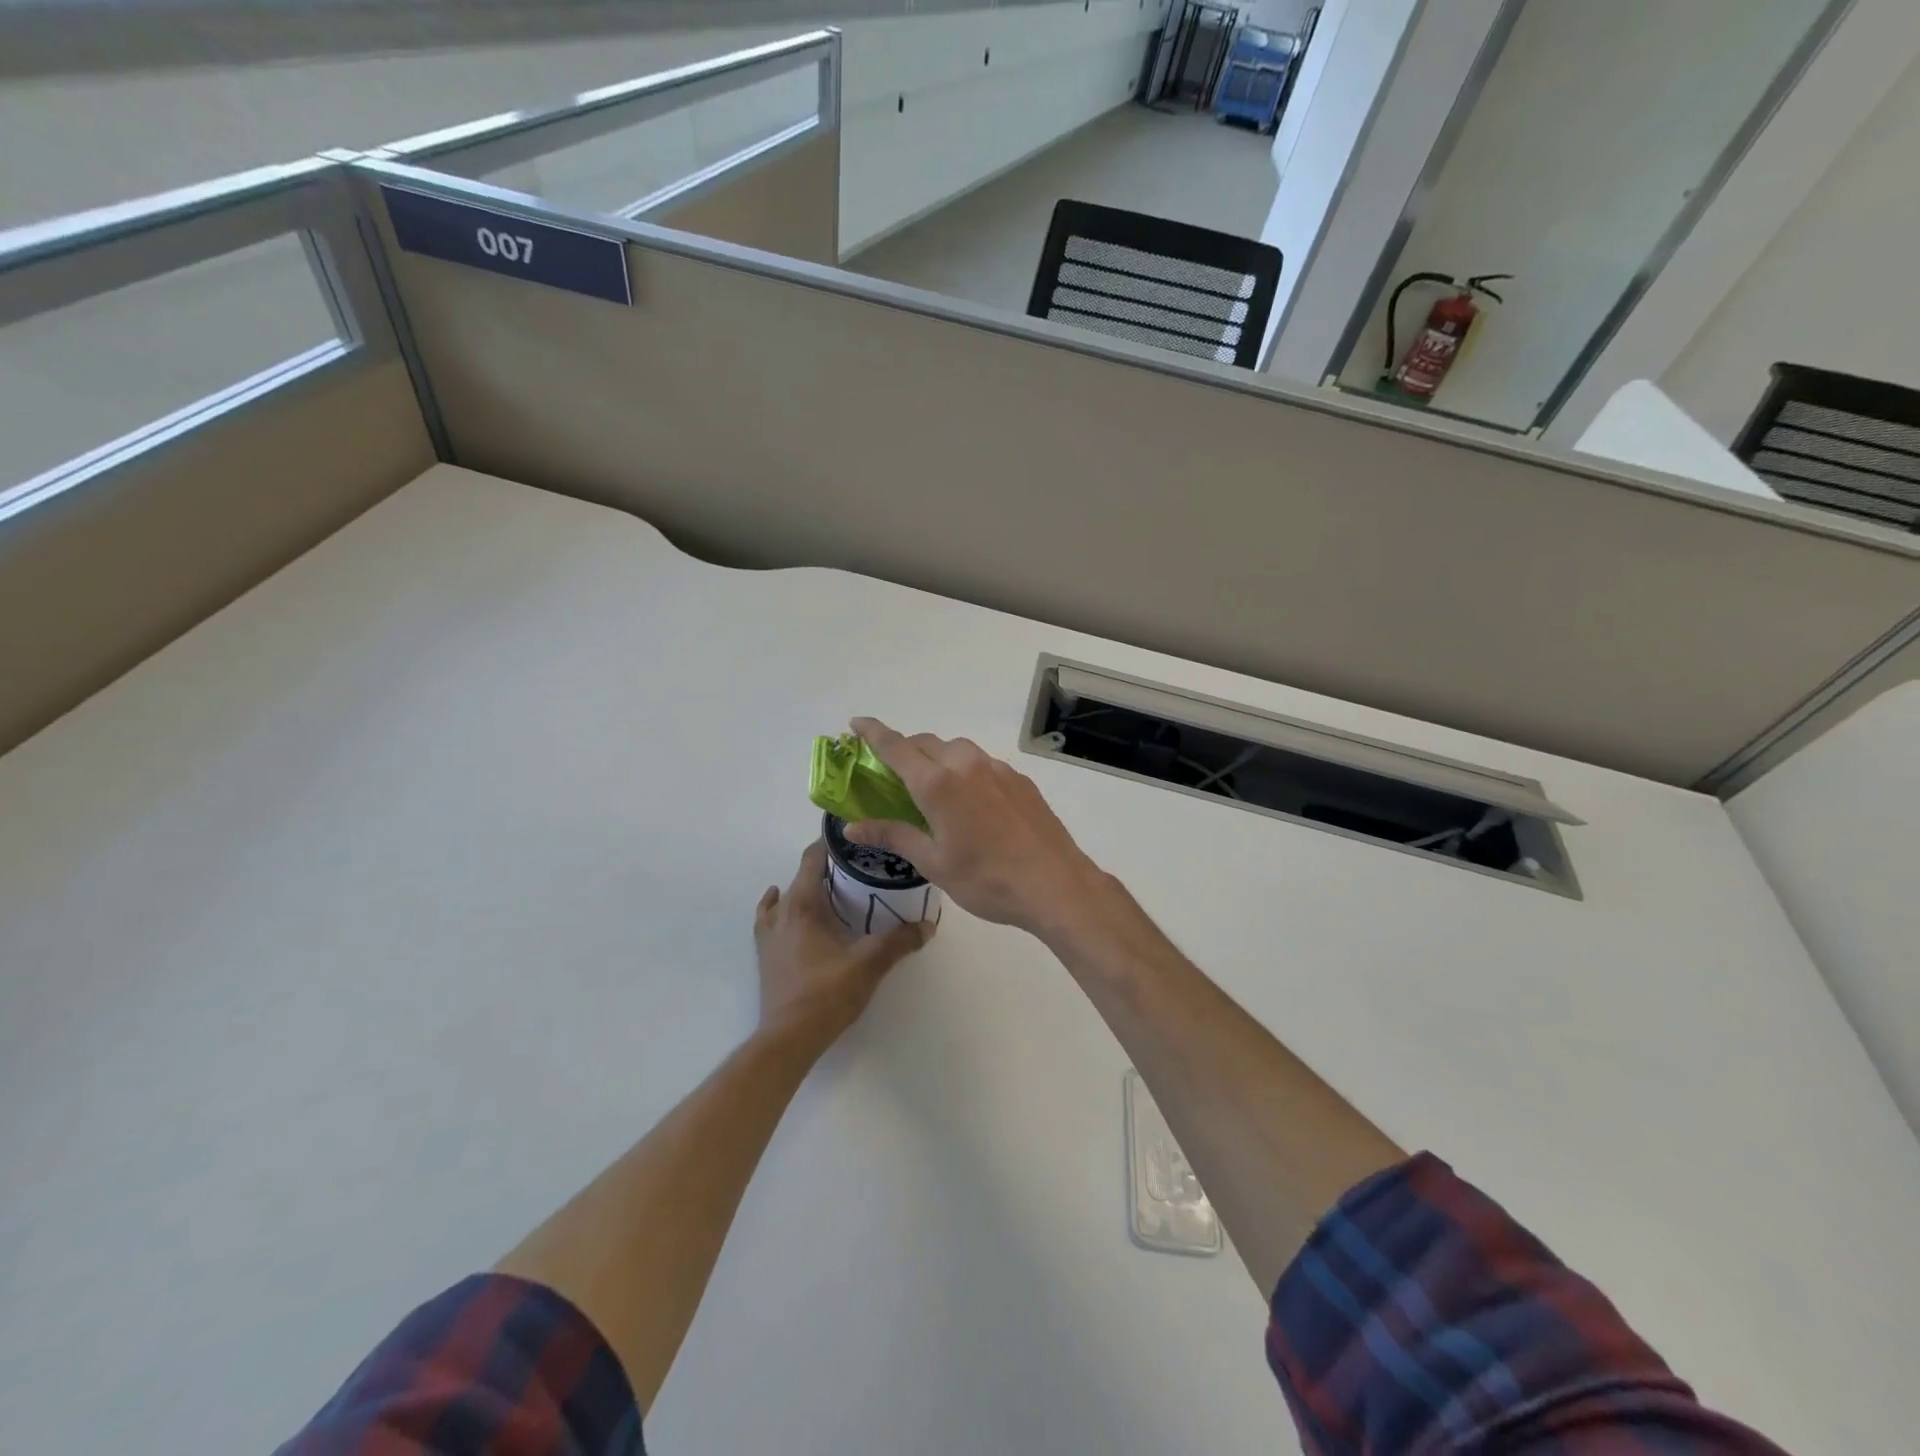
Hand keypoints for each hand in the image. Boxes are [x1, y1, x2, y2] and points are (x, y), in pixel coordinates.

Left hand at [753, 840, 930, 1050]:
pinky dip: (781, 906)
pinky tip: (789, 909)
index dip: (831, 842)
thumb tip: (928, 925)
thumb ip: (900, 940)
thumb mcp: (870, 963)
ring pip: (786, 896)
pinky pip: (771, 917)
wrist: (789, 1037)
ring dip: (807, 888)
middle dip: (829, 867)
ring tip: (833, 890)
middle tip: (860, 868)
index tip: (855, 836)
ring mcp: (769, 932)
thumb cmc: (827, 993)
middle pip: (802, 874)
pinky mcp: (765, 953)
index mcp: (803, 903)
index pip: (813, 857)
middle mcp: (782, 910)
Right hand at [843, 718, 1116, 940]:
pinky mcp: (1020, 780)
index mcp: (938, 783)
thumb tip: (852, 826)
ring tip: (933, 786)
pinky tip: (972, 801)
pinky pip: (983, 763)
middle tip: (893, 772)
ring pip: (958, 749)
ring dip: (938, 757)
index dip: (873, 732)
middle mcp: (966, 765)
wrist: (1055, 883)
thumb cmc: (986, 879)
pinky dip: (966, 770)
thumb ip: (893, 835)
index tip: (856, 723)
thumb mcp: (933, 863)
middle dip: (905, 749)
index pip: (896, 746)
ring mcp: (998, 769)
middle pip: (927, 743)